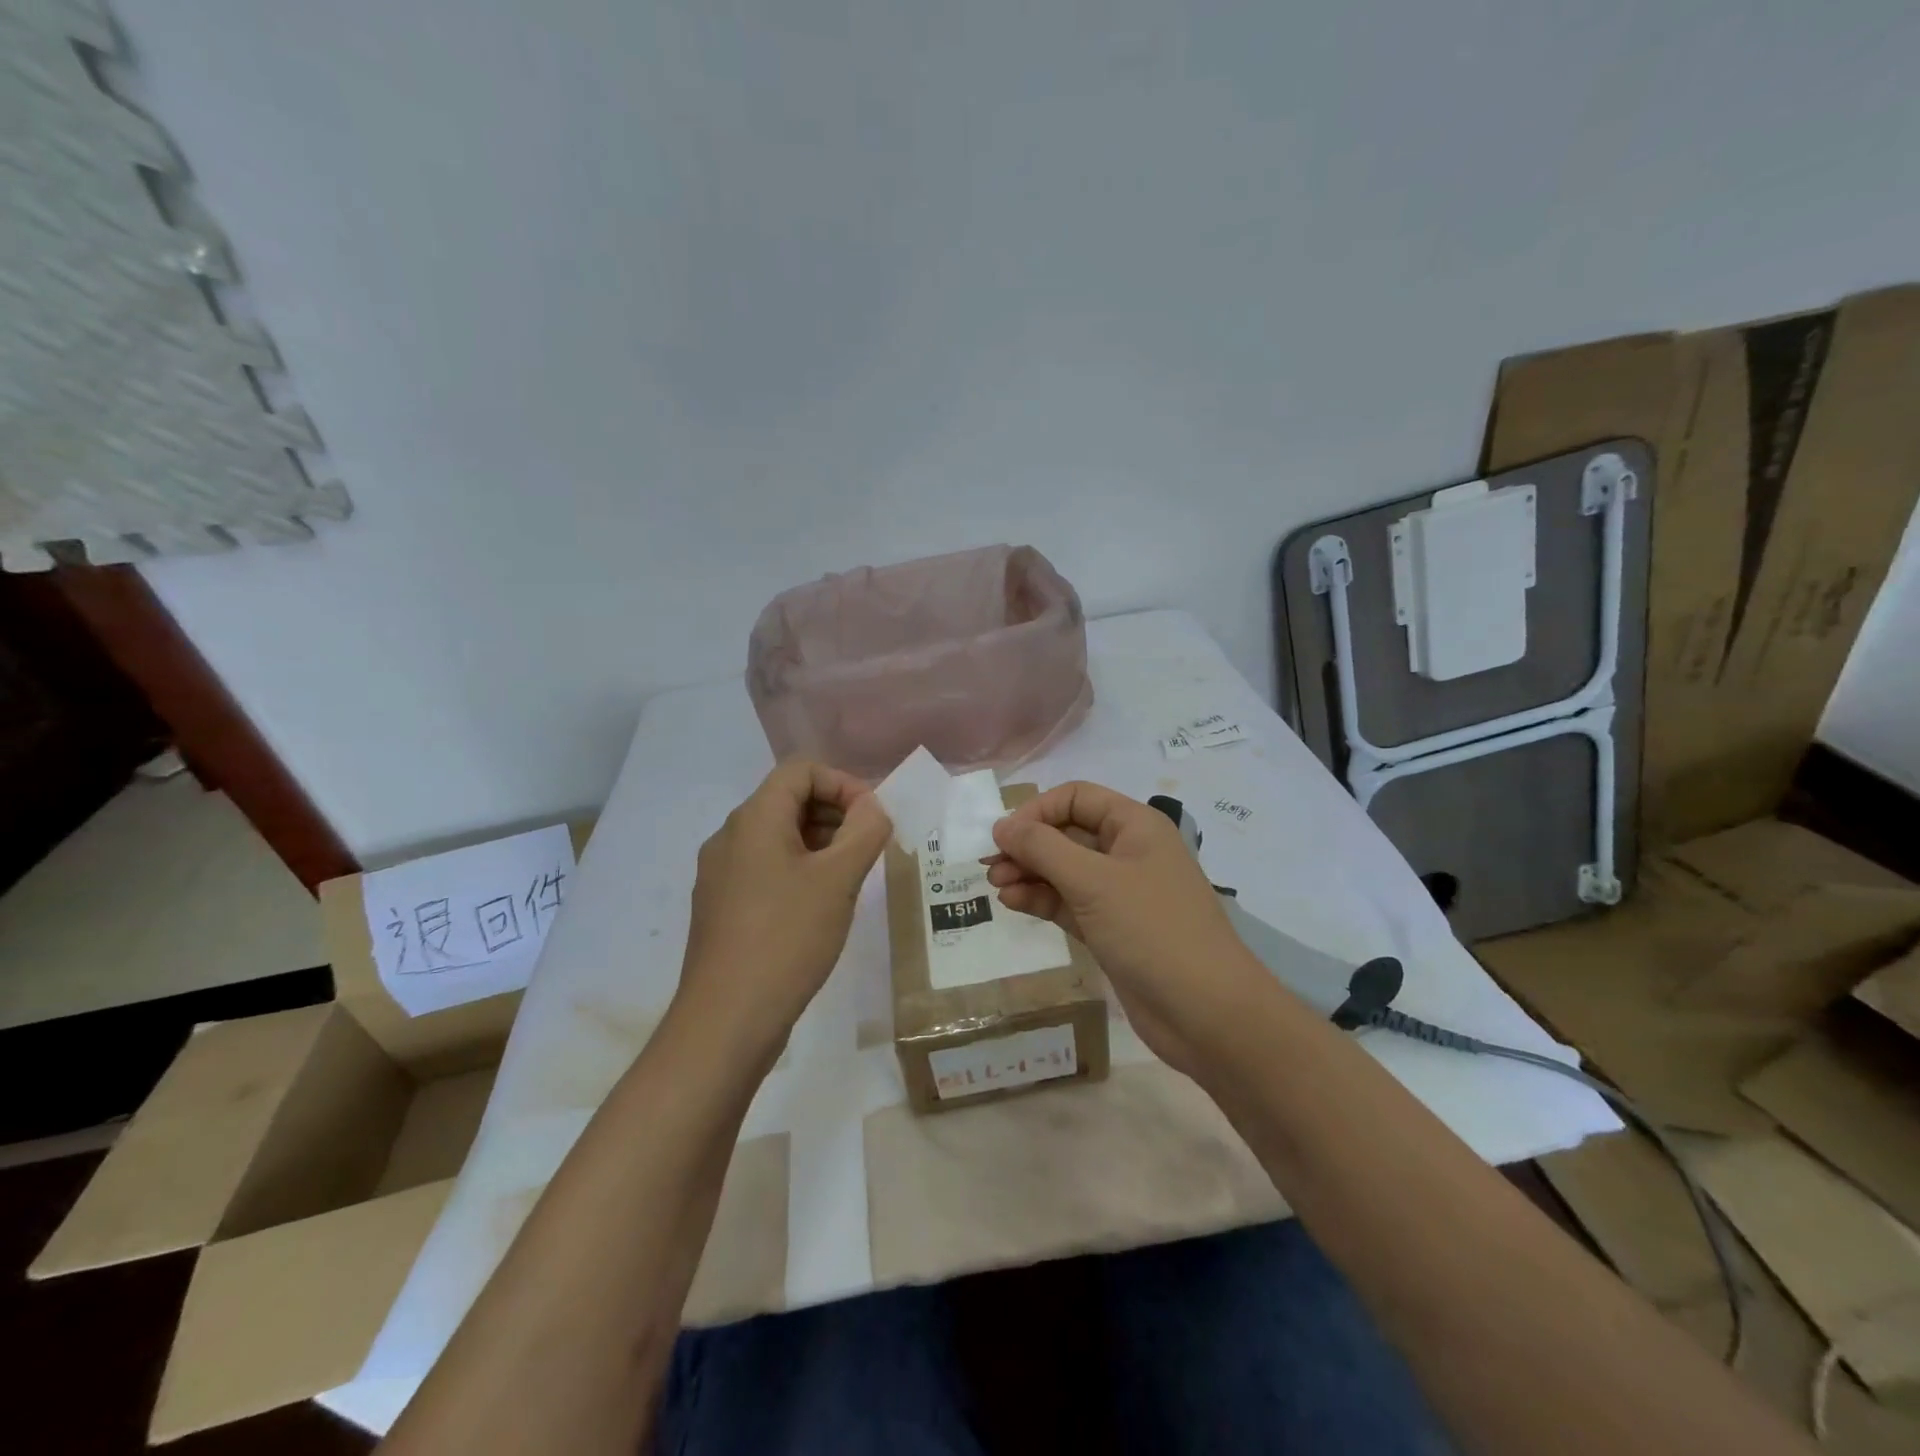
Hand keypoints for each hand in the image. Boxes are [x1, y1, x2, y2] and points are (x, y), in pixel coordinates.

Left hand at [678, 760, 891, 1057]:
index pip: (801, 770)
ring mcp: (720, 873)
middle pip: (788, 799)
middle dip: (836, 814)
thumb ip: (865, 831)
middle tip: (869, 849)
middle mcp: (730, 836)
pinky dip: (799, 870)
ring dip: (820, 843)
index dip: (844, 783)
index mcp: (754, 819)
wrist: (726, 1020)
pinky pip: (765, 868)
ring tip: (851, 879)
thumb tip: (875, 807)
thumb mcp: (839, 880)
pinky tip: (820, 907)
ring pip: (778, 837)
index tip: (873, 819)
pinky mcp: (721, 906)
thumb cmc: (787, 938)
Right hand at [986, 781, 1265, 1075]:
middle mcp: (1129, 852)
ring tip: (996, 887)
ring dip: (1029, 874)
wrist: (1207, 1013)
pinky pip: (1069, 903)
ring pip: (1065, 870)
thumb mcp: (1093, 881)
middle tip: (990, 866)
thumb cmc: (1152, 930)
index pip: (1077, 798)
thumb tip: (1002, 825)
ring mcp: (1121, 893)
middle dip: (1028, 846)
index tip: (1003, 835)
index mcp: (1135, 825)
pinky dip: (1042, 900)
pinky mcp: (1113, 929)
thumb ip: (1042, 848)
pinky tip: (1013, 903)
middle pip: (1068, 833)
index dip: (1037, 810)